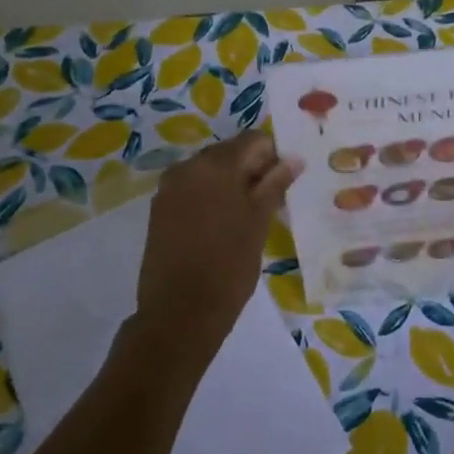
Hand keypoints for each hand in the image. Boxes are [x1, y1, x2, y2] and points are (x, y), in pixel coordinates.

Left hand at [132, 131, 301, 362]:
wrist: (178, 313)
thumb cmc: (228, 266)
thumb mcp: (259, 222)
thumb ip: (275, 184)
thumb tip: (293, 159)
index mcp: (216, 165)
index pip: (254, 140)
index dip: (274, 157)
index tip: (285, 184)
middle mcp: (188, 167)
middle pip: (230, 153)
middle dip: (252, 170)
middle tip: (271, 202)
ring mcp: (170, 188)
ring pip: (210, 172)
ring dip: (232, 185)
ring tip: (248, 218)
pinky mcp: (160, 210)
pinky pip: (193, 190)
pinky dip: (211, 198)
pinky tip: (223, 227)